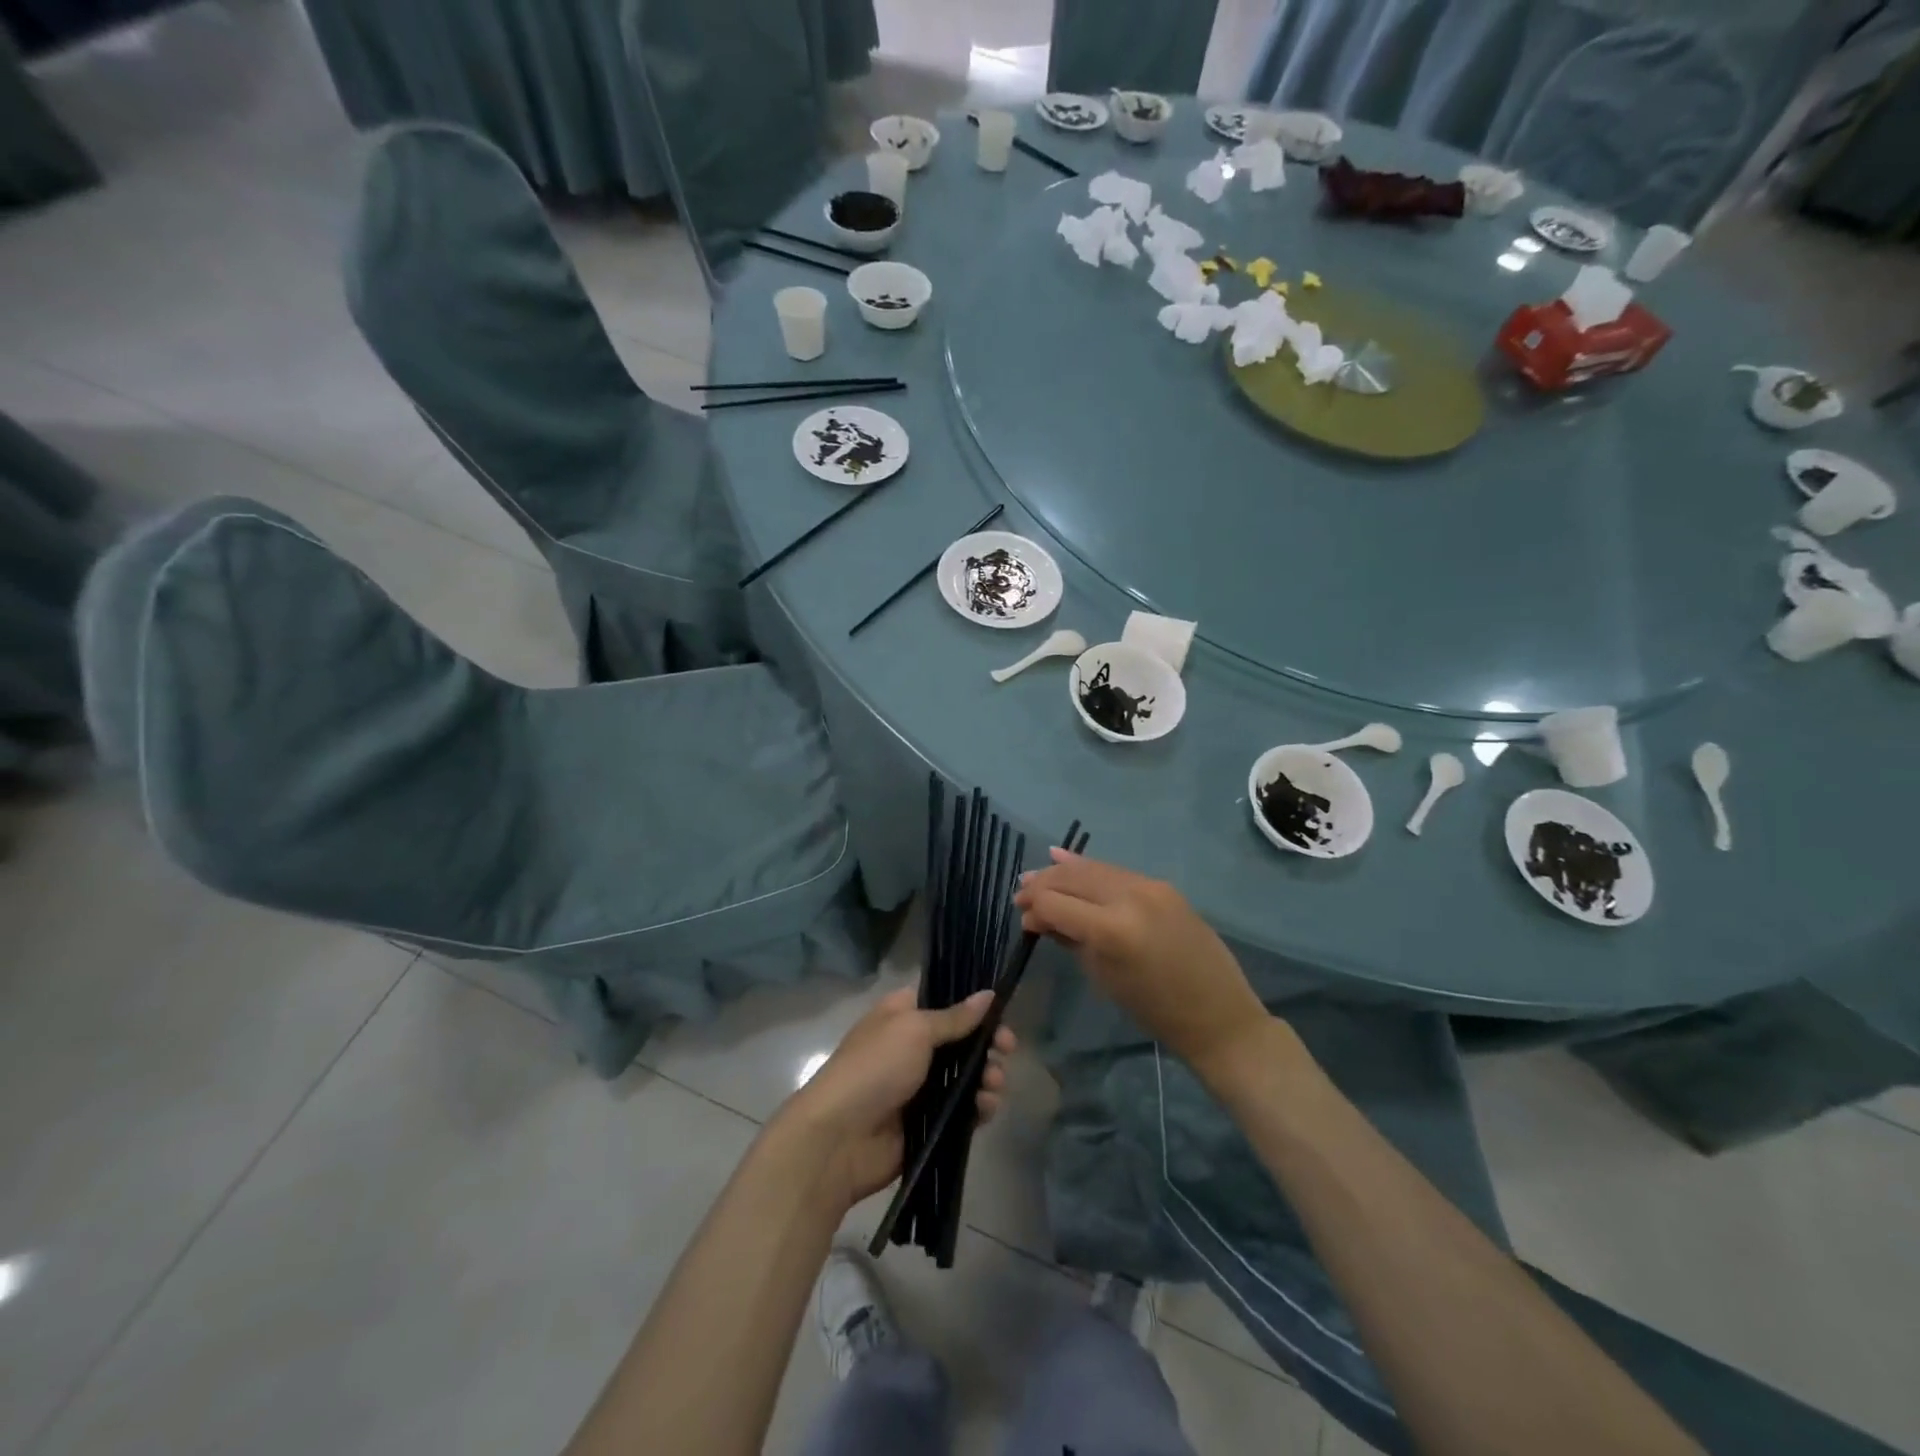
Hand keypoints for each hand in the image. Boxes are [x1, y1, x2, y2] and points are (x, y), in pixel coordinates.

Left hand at [782, 987, 1014, 1210]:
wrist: (839, 1138)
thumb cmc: (874, 1068)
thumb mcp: (915, 1030)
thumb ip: (955, 1017)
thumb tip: (988, 994)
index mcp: (902, 1016)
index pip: (945, 1002)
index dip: (974, 1007)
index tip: (1000, 1014)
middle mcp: (913, 1048)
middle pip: (962, 1041)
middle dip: (987, 1045)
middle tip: (1006, 1050)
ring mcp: (920, 1087)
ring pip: (967, 1077)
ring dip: (987, 1077)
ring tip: (993, 1085)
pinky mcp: (928, 1123)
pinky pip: (963, 1110)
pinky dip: (978, 1108)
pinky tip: (985, 1109)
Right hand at [1014, 849, 1269, 1076]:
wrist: (1217, 1014)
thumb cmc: (1154, 1009)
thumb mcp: (1102, 976)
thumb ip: (1069, 938)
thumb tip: (1040, 917)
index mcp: (1111, 929)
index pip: (1055, 902)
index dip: (1033, 907)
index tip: (1022, 918)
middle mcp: (1129, 896)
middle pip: (1071, 877)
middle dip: (1042, 883)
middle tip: (1021, 895)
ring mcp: (1149, 886)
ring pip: (1093, 868)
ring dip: (1063, 872)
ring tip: (1038, 878)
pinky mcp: (1162, 884)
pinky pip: (1116, 871)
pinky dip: (1090, 869)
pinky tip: (1066, 861)